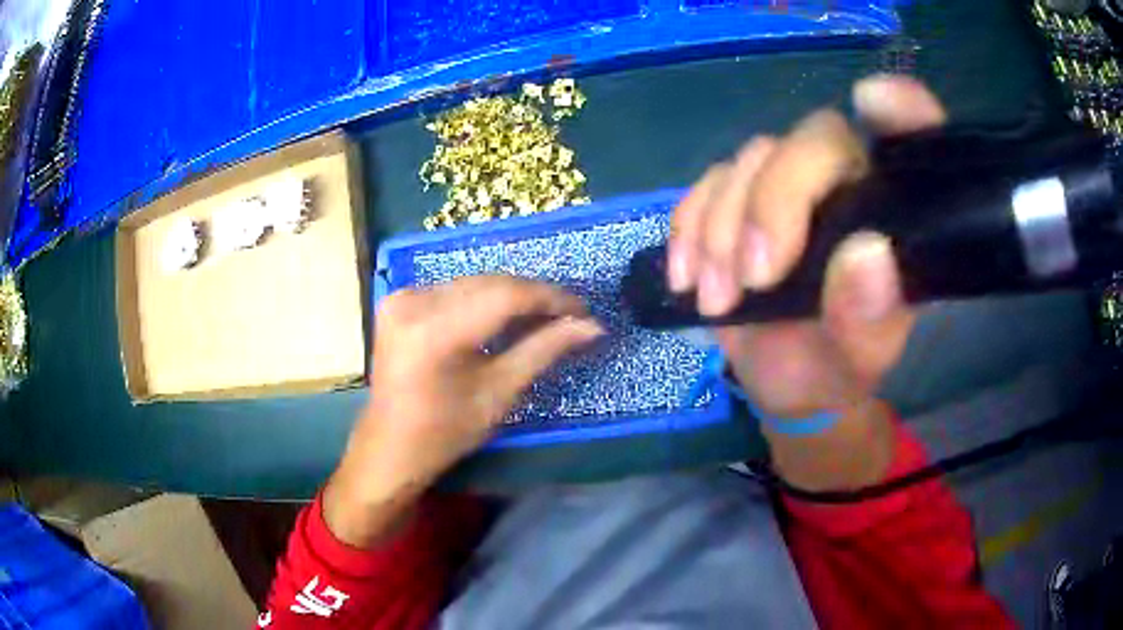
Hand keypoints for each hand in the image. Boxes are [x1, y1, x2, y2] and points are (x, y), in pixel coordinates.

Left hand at [324, 276, 602, 546]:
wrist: (390, 446)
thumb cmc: (446, 432)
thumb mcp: (500, 393)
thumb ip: (544, 350)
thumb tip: (592, 326)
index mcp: (435, 331)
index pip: (505, 295)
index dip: (550, 298)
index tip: (584, 310)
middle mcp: (414, 302)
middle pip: (489, 283)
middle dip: (533, 295)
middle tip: (569, 314)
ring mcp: (401, 297)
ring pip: (472, 283)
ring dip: (510, 295)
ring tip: (543, 314)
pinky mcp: (397, 300)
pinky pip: (452, 290)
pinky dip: (482, 298)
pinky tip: (503, 315)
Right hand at [668, 75, 946, 488]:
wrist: (783, 380)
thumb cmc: (834, 368)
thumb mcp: (857, 361)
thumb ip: (870, 319)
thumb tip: (867, 256)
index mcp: (894, 213)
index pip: (913, 139)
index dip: (903, 107)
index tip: (873, 102)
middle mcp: (849, 181)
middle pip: (813, 139)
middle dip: (775, 201)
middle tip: (756, 278)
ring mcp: (790, 183)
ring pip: (753, 159)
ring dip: (724, 229)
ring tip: (719, 298)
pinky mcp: (740, 196)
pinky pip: (707, 183)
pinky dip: (690, 228)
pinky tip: (689, 278)